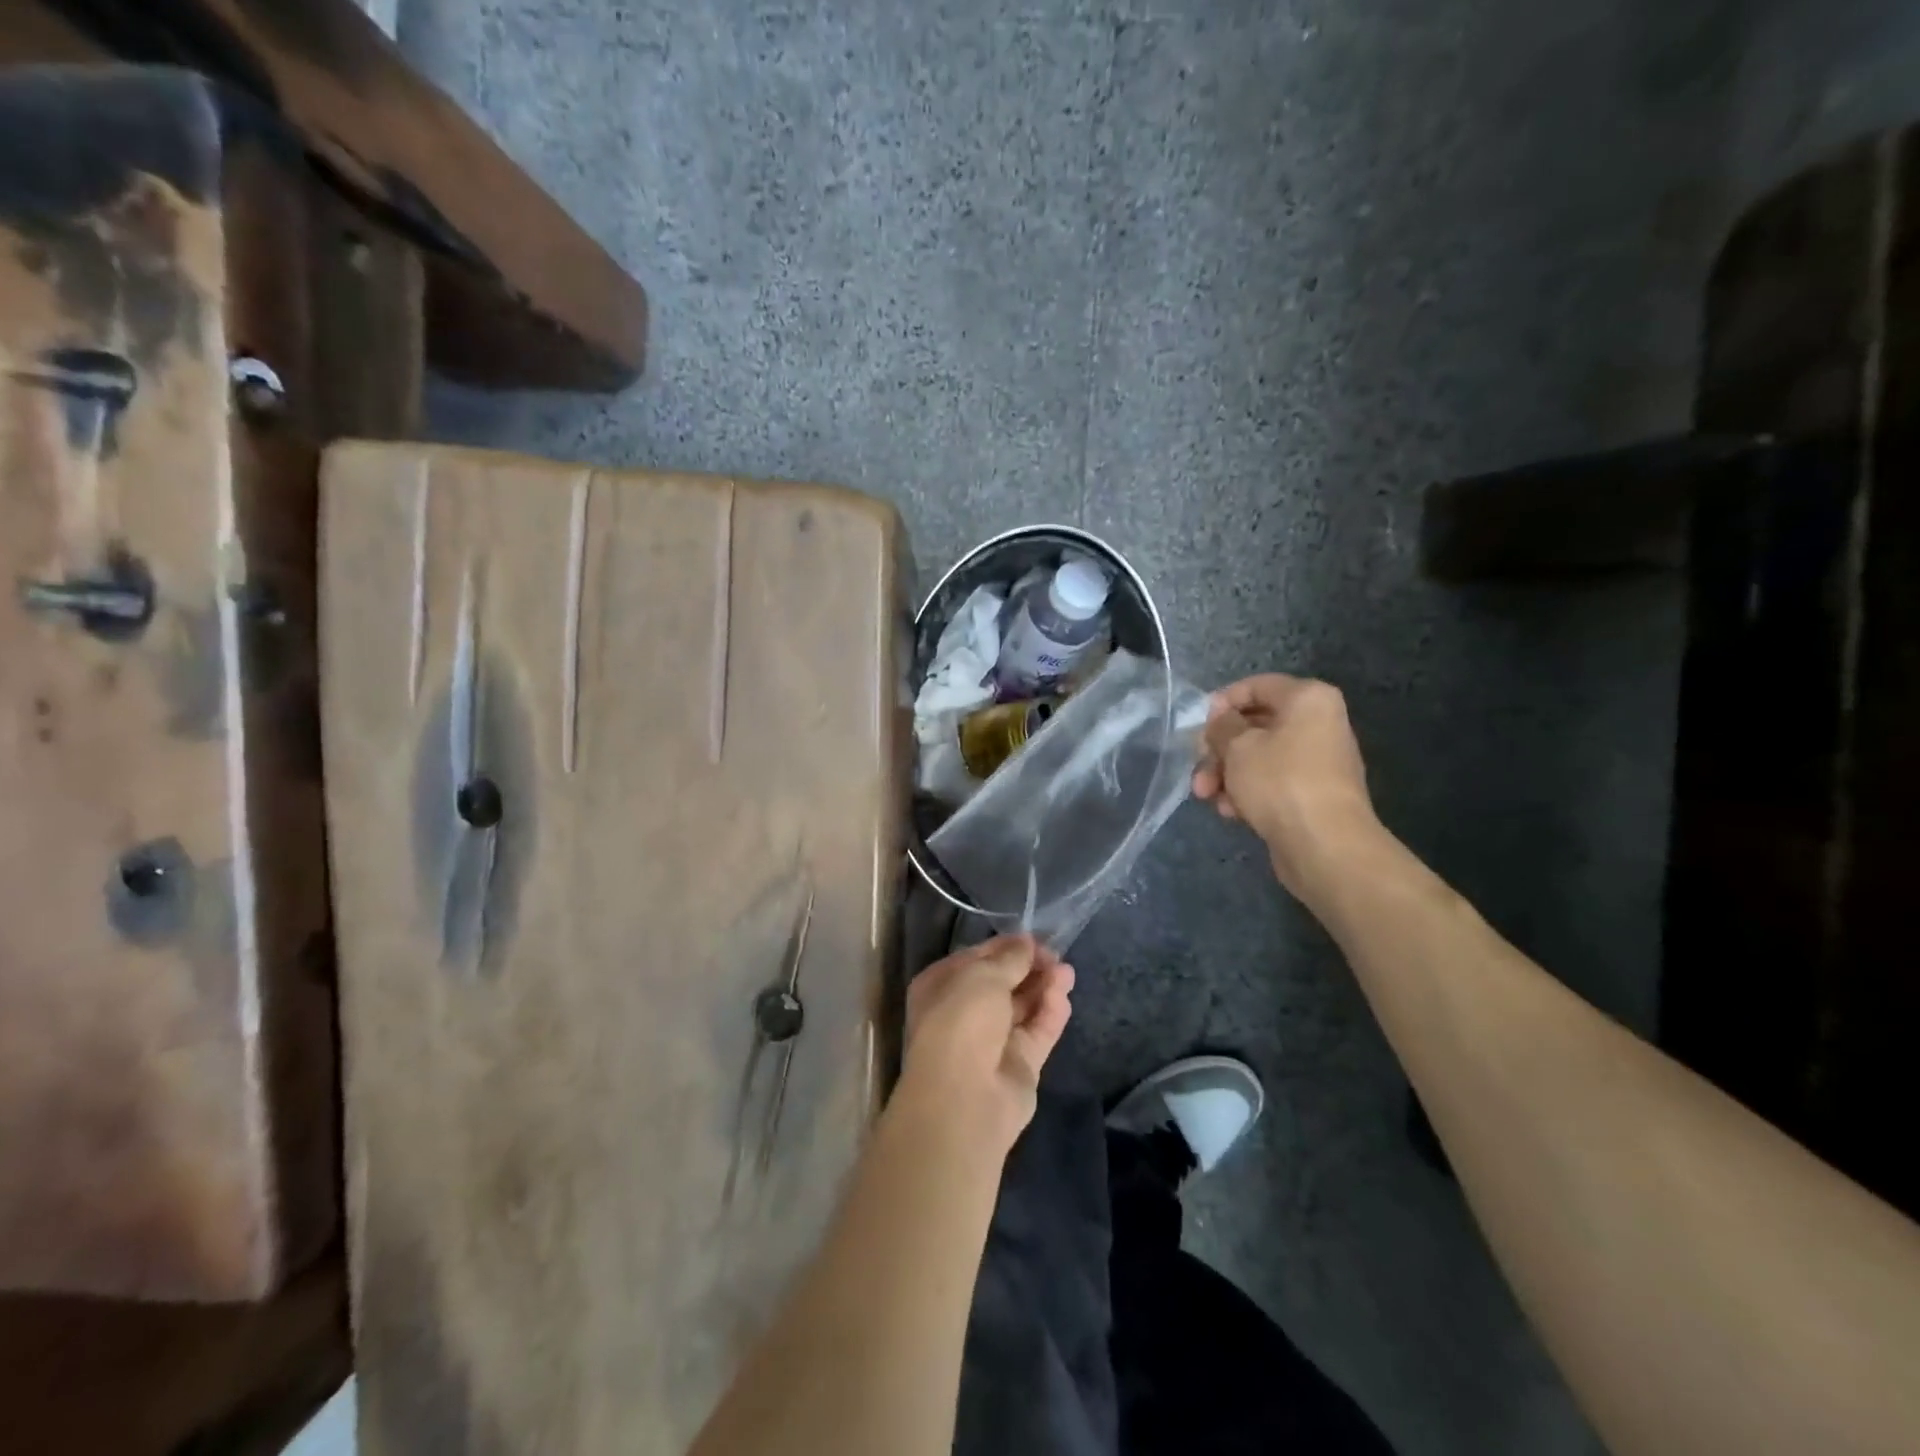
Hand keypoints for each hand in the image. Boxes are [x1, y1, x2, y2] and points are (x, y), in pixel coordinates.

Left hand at [899, 935, 1074, 1153]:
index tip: (1036, 938)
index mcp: (942, 986)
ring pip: (1023, 1006)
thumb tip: (1026, 942)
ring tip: (1067, 971)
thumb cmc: (961, 1020)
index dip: (1007, 947)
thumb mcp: (984, 975)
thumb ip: (1010, 957)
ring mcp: (992, 1040)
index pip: (978, 958)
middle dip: (1030, 967)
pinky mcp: (1019, 1064)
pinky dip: (1051, 1012)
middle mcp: (964, 1012)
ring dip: (1044, 987)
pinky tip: (1063, 995)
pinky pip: (1037, 1031)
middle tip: (1056, 954)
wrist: (964, 1097)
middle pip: (1003, 982)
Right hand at [1192, 674, 1376, 893]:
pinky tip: (1230, 812)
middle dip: (1219, 749)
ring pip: (1259, 757)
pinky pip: (1271, 782)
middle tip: (1198, 768)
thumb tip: (1221, 722)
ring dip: (1227, 774)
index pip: (1257, 686)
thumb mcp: (1238, 746)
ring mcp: (1317, 761)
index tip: (1198, 726)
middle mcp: (1318, 724)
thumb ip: (1221, 726)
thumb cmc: (1280, 781)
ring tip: (1206, 796)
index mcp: (1308, 699)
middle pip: (1255, 726)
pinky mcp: (1311, 794)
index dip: (1222, 703)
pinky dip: (1247, 792)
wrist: (1325, 845)